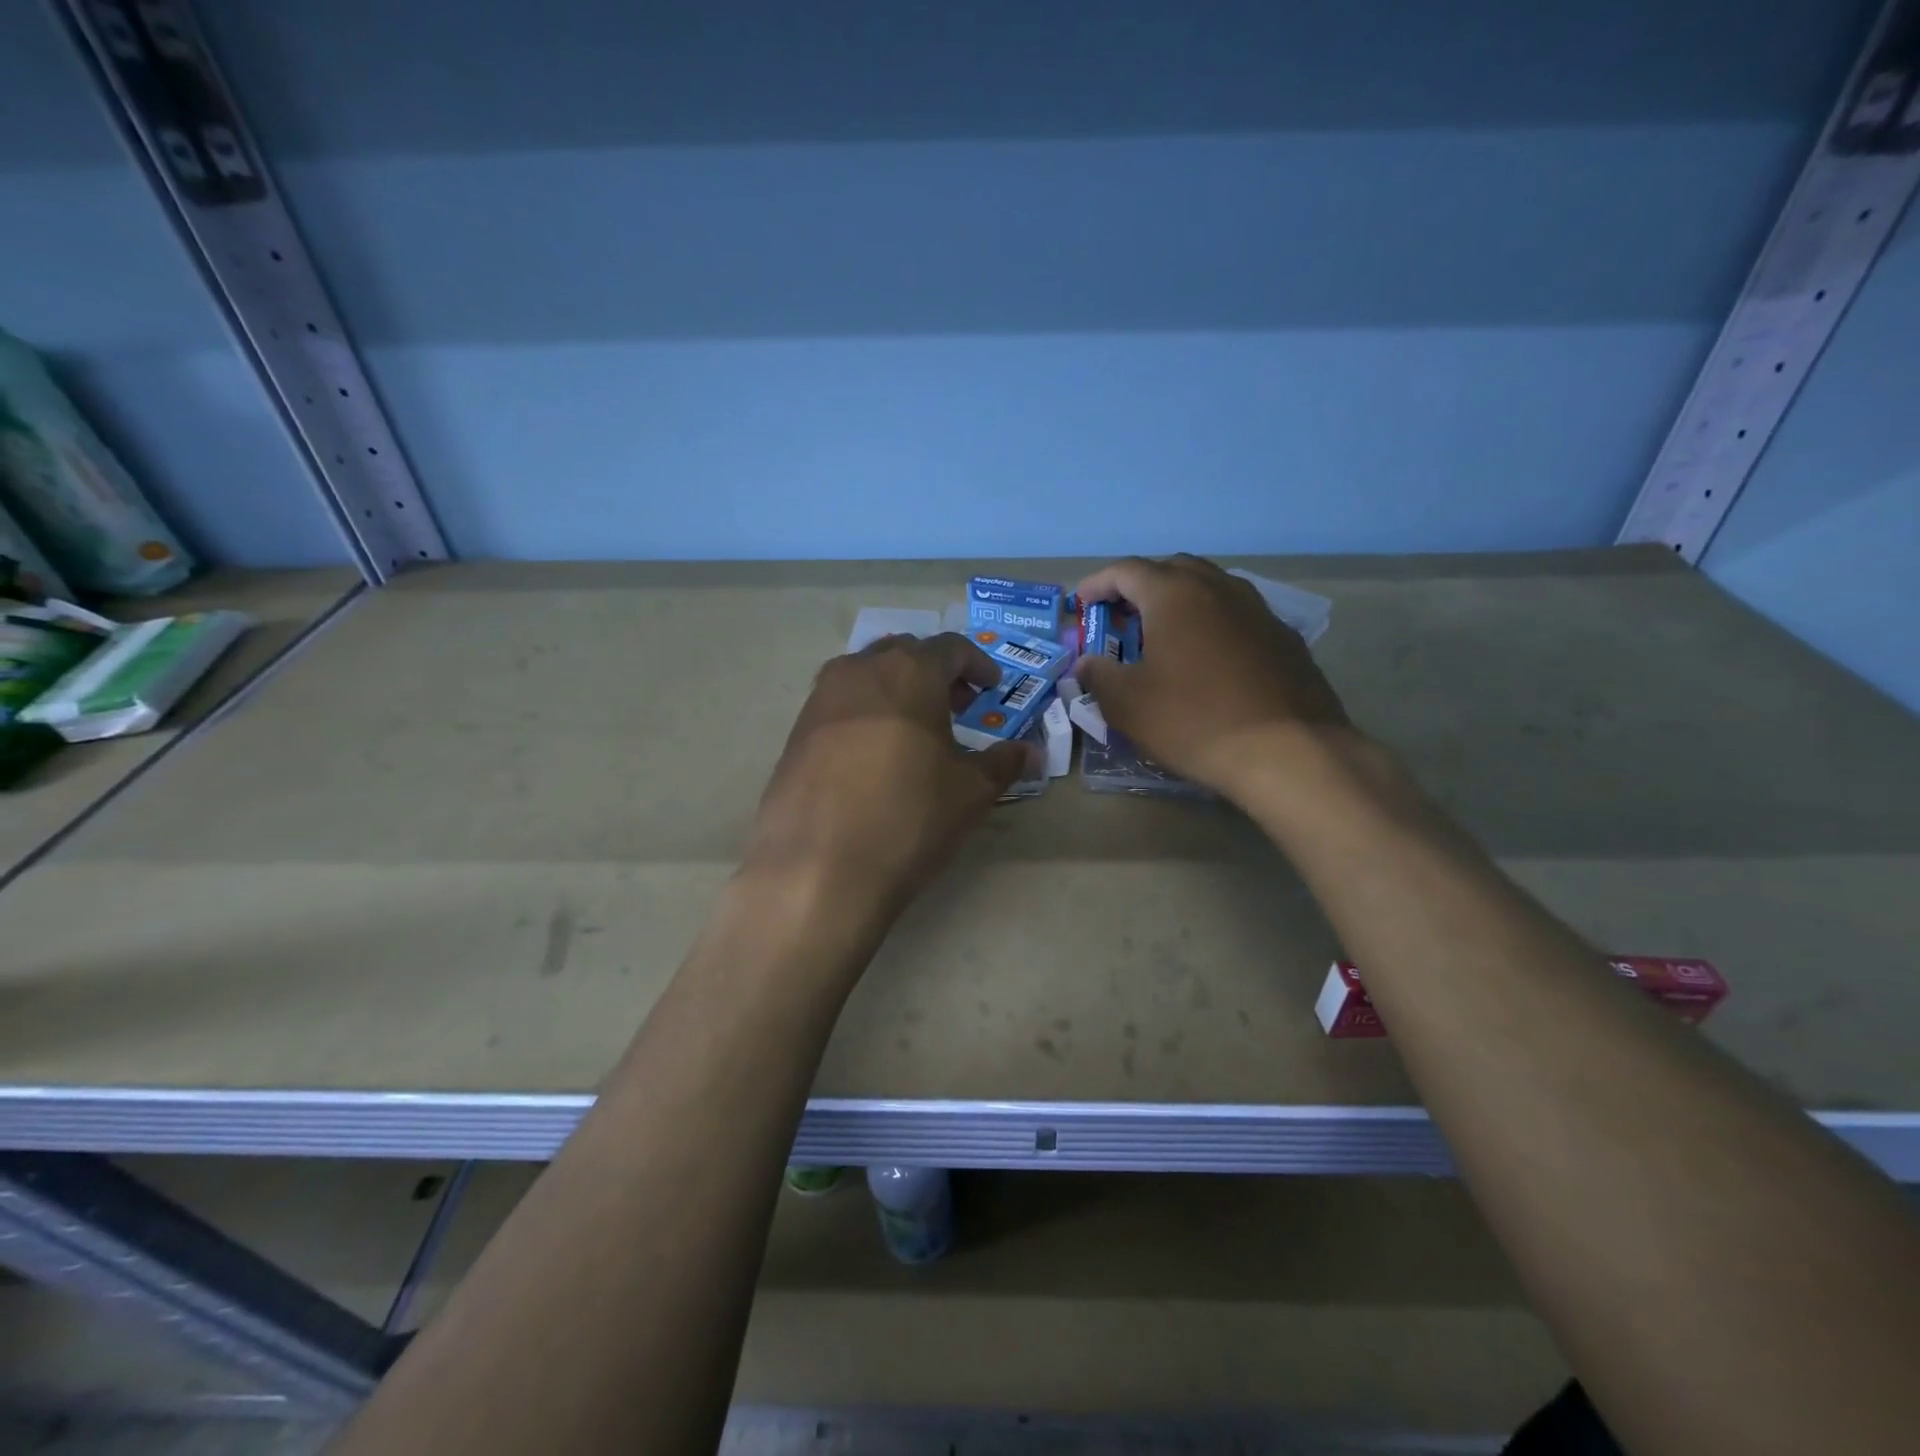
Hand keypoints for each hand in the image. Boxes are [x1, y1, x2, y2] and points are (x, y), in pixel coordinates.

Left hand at [744, 633, 1035, 921]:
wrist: (818, 871)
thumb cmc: (908, 818)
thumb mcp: (970, 792)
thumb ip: (1003, 763)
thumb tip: (1031, 753)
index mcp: (909, 672)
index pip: (951, 648)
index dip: (978, 664)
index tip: (991, 688)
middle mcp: (859, 670)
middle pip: (905, 654)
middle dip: (936, 673)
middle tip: (957, 706)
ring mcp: (820, 699)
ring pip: (866, 675)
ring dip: (897, 690)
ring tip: (915, 729)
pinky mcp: (795, 732)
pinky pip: (839, 705)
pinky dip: (865, 713)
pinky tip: (874, 755)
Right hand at [1073, 555, 1349, 800]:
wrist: (1288, 754)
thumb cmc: (1194, 721)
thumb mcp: (1128, 705)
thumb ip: (1098, 675)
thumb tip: (1088, 663)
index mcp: (1175, 594)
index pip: (1127, 570)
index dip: (1098, 583)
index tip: (1082, 602)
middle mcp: (1218, 588)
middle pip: (1172, 569)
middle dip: (1140, 585)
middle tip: (1121, 615)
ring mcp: (1258, 610)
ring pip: (1210, 588)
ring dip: (1180, 601)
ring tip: (1163, 633)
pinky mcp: (1284, 638)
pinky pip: (1237, 615)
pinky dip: (1212, 623)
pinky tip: (1208, 658)